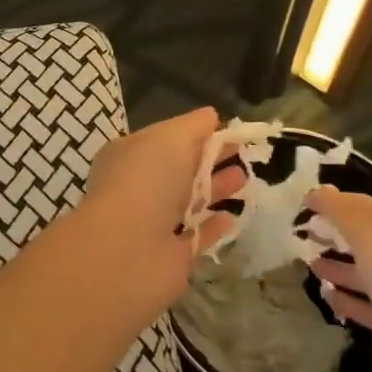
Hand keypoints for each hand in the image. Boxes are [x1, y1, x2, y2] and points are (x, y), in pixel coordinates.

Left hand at [73, 107, 243, 310]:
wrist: (127, 250)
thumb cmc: (146, 181)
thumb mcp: (170, 138)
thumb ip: (193, 126)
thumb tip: (211, 115)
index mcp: (130, 154)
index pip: (166, 138)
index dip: (196, 133)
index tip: (228, 130)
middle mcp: (138, 186)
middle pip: (180, 168)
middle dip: (210, 159)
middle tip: (243, 152)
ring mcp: (153, 222)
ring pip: (189, 201)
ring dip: (216, 189)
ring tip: (245, 179)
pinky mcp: (170, 256)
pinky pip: (196, 236)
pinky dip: (213, 226)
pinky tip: (233, 217)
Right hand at [305, 186, 371, 371]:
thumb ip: (343, 215)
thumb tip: (319, 191)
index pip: (363, 204)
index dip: (333, 201)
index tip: (302, 205)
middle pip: (365, 238)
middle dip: (334, 234)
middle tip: (301, 236)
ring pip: (366, 272)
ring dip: (338, 267)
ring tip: (308, 266)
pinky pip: (370, 305)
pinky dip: (349, 300)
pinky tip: (328, 299)